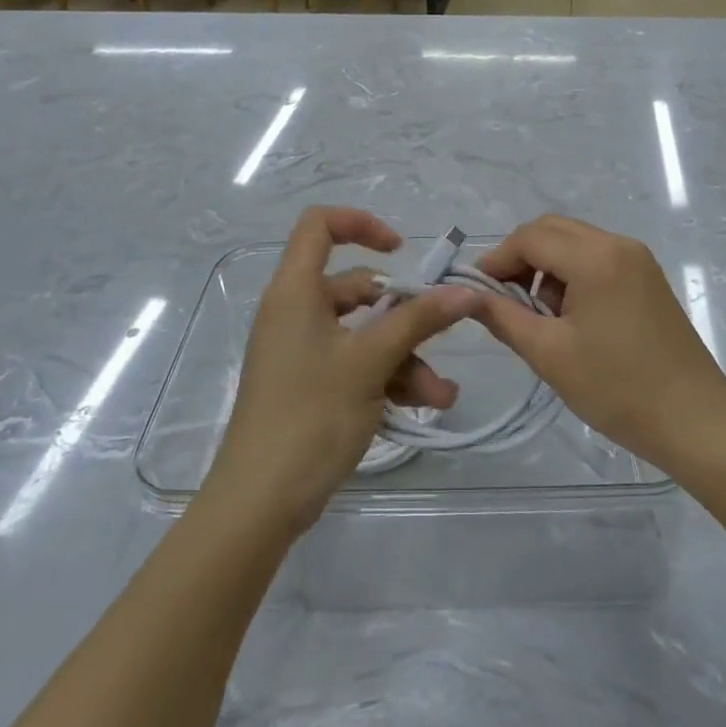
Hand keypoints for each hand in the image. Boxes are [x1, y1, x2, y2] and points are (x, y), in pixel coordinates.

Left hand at [205, 207, 477, 532]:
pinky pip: (357, 364)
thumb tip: (465, 291)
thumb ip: (418, 321)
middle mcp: (297, 312)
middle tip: (442, 334)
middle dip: (405, 314)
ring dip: (405, 357)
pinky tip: (424, 406)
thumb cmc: (311, 414)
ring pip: (364, 333)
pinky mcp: (311, 384)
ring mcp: (303, 350)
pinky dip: (388, 378)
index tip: (401, 250)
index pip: (320, 226)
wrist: (261, 502)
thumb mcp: (370, 362)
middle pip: (357, 288)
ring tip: (441, 396)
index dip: (361, 224)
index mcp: (297, 291)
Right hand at [468, 215, 725, 469]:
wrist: (696, 422)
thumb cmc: (618, 389)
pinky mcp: (648, 277)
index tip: (476, 292)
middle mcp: (618, 244)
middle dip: (520, 259)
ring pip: (574, 243)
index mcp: (595, 257)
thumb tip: (468, 295)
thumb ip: (503, 317)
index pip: (530, 237)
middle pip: (552, 231)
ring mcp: (638, 259)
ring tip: (537, 316)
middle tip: (502, 301)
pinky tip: (569, 317)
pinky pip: (597, 258)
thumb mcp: (549, 354)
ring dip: (546, 267)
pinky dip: (572, 275)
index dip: (497, 260)